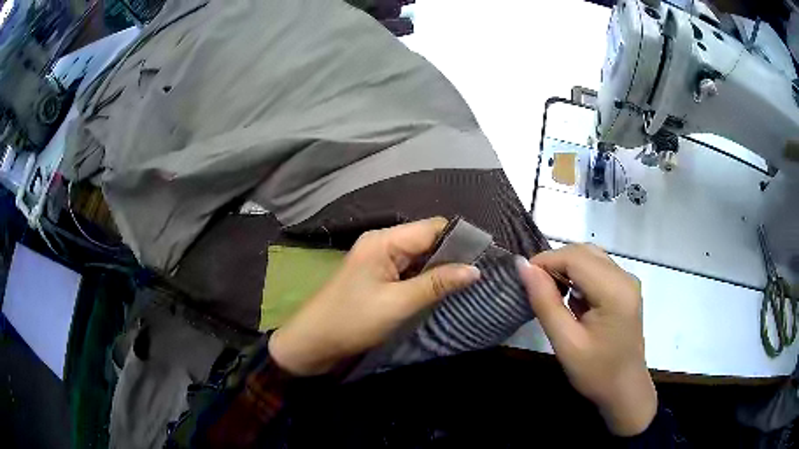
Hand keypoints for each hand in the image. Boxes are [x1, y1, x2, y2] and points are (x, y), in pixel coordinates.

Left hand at [269, 217, 480, 375]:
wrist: (312, 343)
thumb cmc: (352, 321)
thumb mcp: (398, 304)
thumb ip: (437, 284)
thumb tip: (475, 269)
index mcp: (384, 240)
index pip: (433, 228)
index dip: (461, 240)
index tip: (487, 259)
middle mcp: (383, 243)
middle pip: (427, 241)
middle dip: (453, 257)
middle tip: (481, 276)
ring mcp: (380, 261)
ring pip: (420, 258)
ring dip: (441, 270)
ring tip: (469, 285)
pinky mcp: (379, 278)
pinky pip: (410, 272)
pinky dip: (427, 280)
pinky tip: (444, 293)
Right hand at [516, 244, 656, 435]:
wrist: (625, 390)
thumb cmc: (596, 373)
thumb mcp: (566, 342)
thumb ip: (545, 302)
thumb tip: (523, 266)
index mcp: (615, 290)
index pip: (575, 257)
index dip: (545, 260)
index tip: (522, 278)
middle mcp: (625, 277)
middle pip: (584, 252)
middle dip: (555, 263)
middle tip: (533, 287)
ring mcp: (628, 281)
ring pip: (590, 257)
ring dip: (566, 269)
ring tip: (550, 294)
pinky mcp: (626, 288)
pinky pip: (598, 269)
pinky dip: (579, 276)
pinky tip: (571, 300)